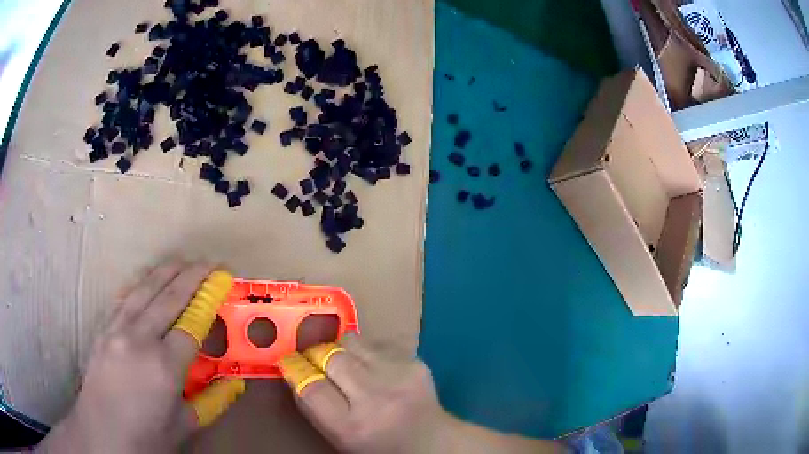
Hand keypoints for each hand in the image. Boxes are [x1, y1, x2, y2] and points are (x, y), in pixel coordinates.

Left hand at [36, 263, 243, 453]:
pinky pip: (125, 300)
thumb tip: (233, 383)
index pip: (191, 324)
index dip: (208, 303)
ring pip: (144, 291)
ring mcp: (118, 330)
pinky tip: (147, 280)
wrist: (103, 434)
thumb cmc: (147, 435)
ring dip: (165, 273)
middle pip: (169, 298)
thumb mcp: (184, 424)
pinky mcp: (104, 329)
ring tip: (182, 261)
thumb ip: (210, 400)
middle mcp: (140, 339)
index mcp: (164, 366)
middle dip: (192, 277)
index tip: (222, 284)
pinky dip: (140, 286)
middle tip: (209, 263)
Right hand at [279, 334, 445, 453]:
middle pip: (329, 357)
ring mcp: (399, 376)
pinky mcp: (415, 361)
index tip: (288, 361)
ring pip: (351, 342)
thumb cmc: (377, 445)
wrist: (430, 440)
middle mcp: (375, 398)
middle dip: (315, 353)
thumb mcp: (338, 437)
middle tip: (313, 357)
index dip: (294, 368)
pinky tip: (374, 368)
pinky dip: (366, 351)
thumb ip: (313, 406)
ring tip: (345, 363)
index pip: (310, 386)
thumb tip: (293, 369)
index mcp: (352, 426)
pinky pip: (375, 343)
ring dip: (340, 349)